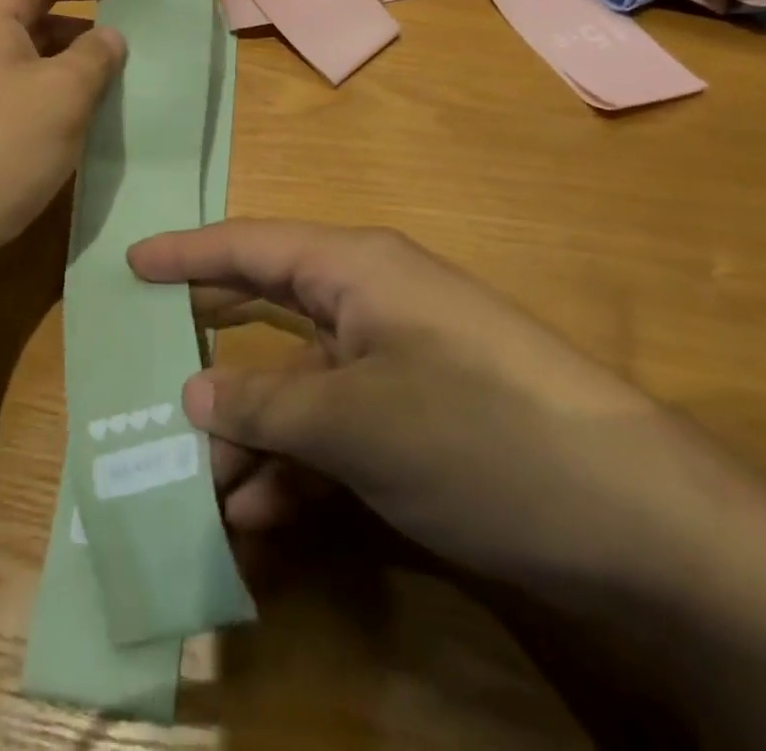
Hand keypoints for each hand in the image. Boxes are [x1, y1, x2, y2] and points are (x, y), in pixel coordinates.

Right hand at [132, 221, 719, 590]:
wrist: (636, 519)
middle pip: (267, 311)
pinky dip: (298, 464)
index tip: (130, 262)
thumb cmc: (475, 430)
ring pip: (297, 383)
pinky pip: (336, 427)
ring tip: (201, 485)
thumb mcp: (352, 418)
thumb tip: (195, 394)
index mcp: (354, 269)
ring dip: (252, 430)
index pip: (250, 246)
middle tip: (147, 367)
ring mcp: (396, 363)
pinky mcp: (418, 419)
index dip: (186, 253)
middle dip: (211, 348)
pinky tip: (261, 514)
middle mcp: (370, 303)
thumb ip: (264, 401)